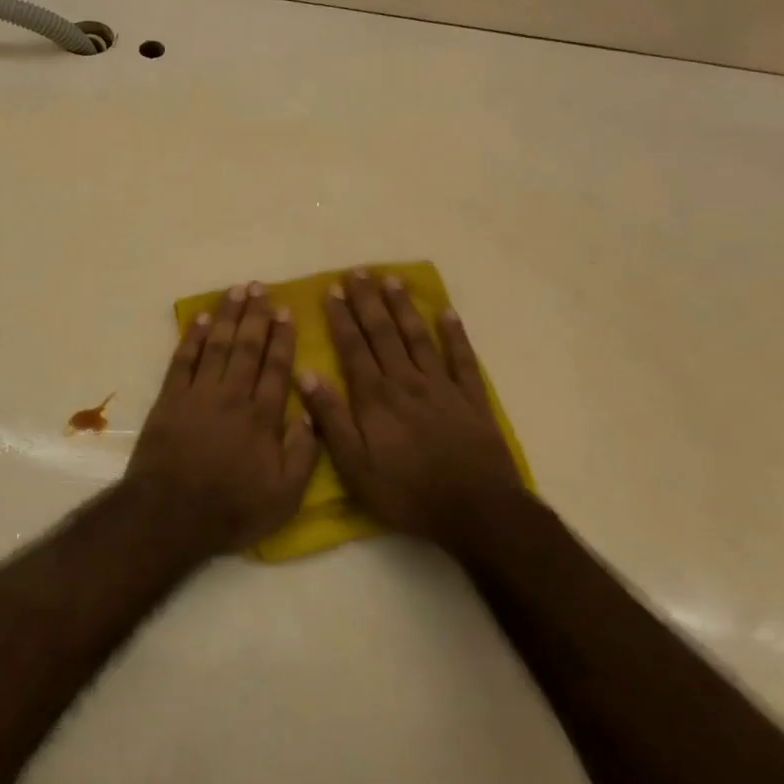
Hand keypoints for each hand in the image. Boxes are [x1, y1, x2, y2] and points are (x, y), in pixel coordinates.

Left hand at [123, 283, 317, 557]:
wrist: (170, 514)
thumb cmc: (231, 510)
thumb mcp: (283, 497)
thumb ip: (303, 454)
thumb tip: (313, 414)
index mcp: (262, 417)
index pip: (277, 368)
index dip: (282, 338)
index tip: (287, 311)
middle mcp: (232, 396)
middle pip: (247, 347)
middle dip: (255, 315)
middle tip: (260, 287)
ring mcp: (198, 394)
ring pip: (218, 345)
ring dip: (228, 316)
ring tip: (236, 290)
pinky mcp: (170, 399)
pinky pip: (184, 360)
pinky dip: (193, 338)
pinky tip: (202, 319)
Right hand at [299, 271, 523, 550]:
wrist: (477, 511)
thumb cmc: (407, 492)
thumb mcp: (355, 466)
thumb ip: (331, 418)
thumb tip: (306, 374)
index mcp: (375, 397)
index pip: (353, 348)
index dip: (341, 318)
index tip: (331, 290)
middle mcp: (406, 382)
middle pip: (383, 334)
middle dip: (368, 302)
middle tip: (358, 272)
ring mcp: (442, 387)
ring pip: (418, 338)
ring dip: (403, 308)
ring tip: (392, 280)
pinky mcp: (472, 400)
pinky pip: (462, 359)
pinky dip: (455, 335)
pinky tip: (448, 312)